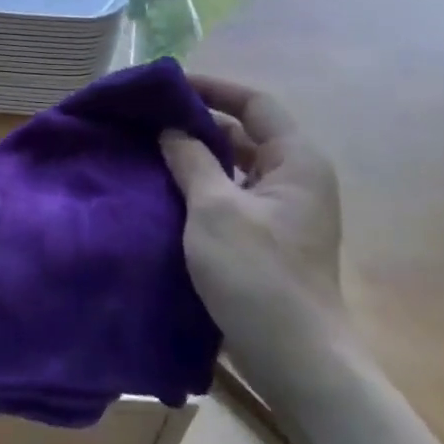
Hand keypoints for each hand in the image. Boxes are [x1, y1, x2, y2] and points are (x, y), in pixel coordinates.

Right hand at [160, 76, 353, 396]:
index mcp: (296, 161)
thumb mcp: (214, 209)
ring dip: (197, 159)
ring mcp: (283, 212)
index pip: (256, 104)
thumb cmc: (257, 274)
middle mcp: (295, 179)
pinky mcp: (267, 239)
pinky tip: (166, 194)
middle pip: (245, 135)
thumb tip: (171, 130)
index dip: (214, 89)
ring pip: (235, 169)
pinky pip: (231, 197)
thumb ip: (191, 161)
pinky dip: (202, 189)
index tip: (168, 86)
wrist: (294, 356)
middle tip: (148, 122)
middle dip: (198, 125)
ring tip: (149, 153)